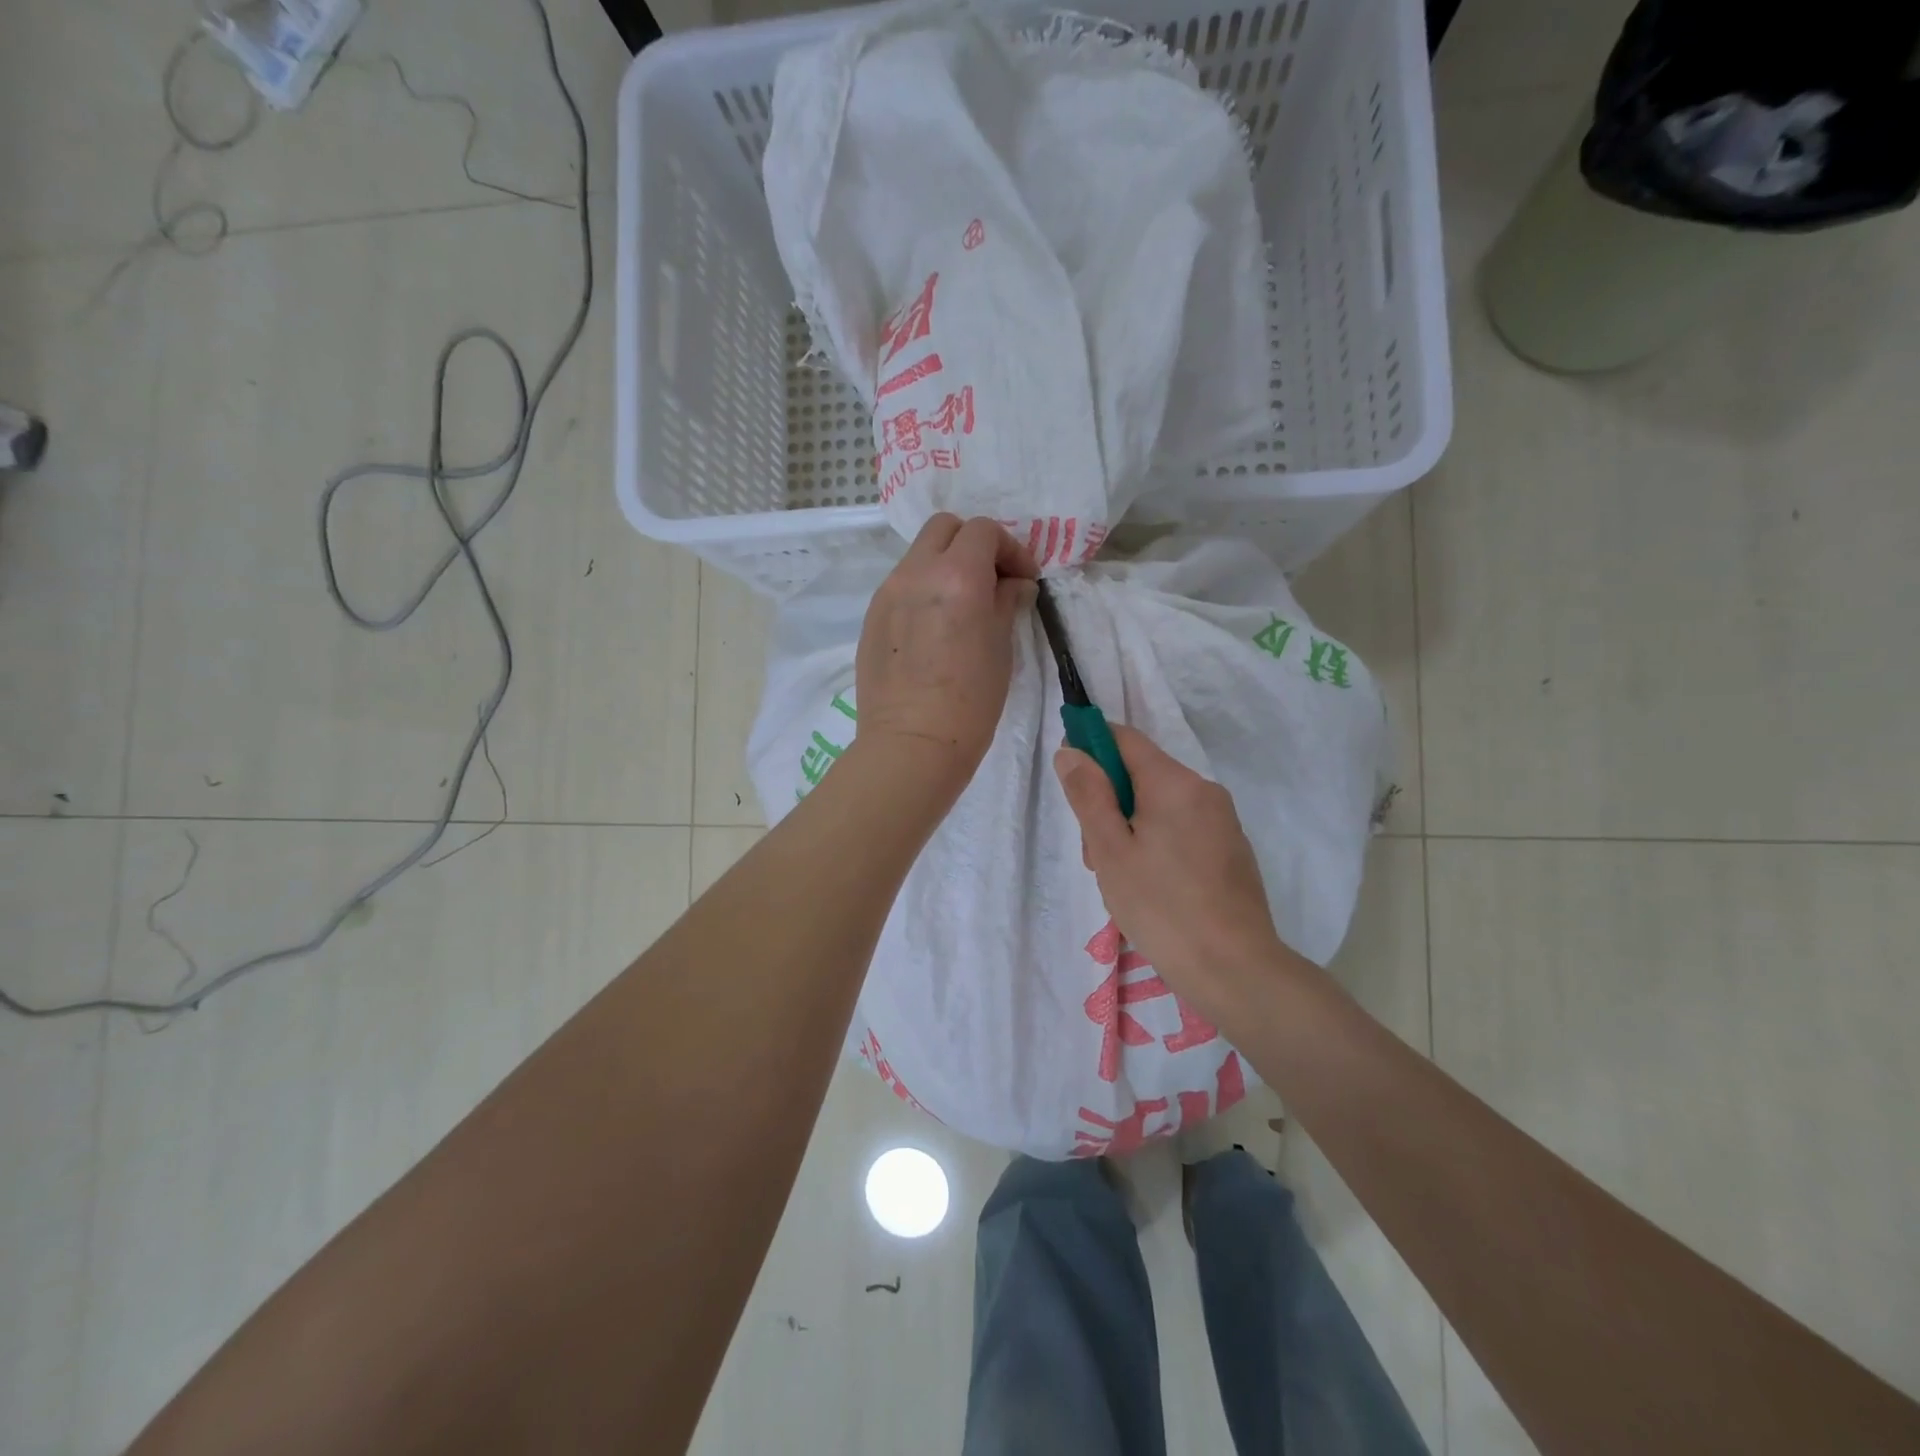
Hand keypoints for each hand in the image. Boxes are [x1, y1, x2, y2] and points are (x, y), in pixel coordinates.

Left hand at [853, 514, 1036, 800]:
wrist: (913, 743)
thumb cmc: (971, 700)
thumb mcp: (1002, 647)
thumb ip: (1007, 602)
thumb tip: (1013, 583)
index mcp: (957, 574)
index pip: (983, 531)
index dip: (1010, 548)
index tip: (1023, 579)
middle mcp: (916, 572)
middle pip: (944, 527)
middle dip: (972, 544)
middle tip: (991, 579)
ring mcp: (887, 593)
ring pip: (919, 555)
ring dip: (945, 565)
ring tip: (961, 606)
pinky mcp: (872, 617)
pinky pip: (901, 585)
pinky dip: (923, 590)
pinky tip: (934, 628)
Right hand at [1054, 724, 1294, 1008]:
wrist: (1234, 970)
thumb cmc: (1162, 907)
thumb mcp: (1110, 851)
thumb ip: (1088, 795)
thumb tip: (1071, 751)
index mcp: (1175, 783)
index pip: (1125, 739)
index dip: (1090, 747)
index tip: (1069, 781)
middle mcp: (1204, 791)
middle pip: (1141, 776)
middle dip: (1109, 804)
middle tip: (1094, 856)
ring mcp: (1223, 822)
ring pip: (1159, 807)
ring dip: (1130, 830)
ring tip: (1121, 882)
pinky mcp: (1231, 850)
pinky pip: (1182, 830)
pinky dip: (1157, 845)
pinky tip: (1152, 890)